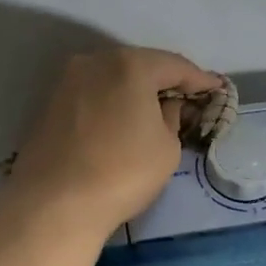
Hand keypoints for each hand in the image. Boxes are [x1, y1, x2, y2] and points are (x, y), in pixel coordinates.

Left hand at [8, 47, 222, 237]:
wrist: (54, 204)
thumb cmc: (122, 173)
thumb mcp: (167, 148)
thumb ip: (171, 118)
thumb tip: (164, 107)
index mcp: (130, 65)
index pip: (174, 65)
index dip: (199, 79)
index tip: (216, 89)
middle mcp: (94, 62)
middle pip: (139, 65)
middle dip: (163, 81)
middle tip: (186, 98)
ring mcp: (66, 82)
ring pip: (111, 79)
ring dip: (133, 91)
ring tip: (153, 110)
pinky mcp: (48, 105)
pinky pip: (91, 96)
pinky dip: (110, 103)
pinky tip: (120, 121)